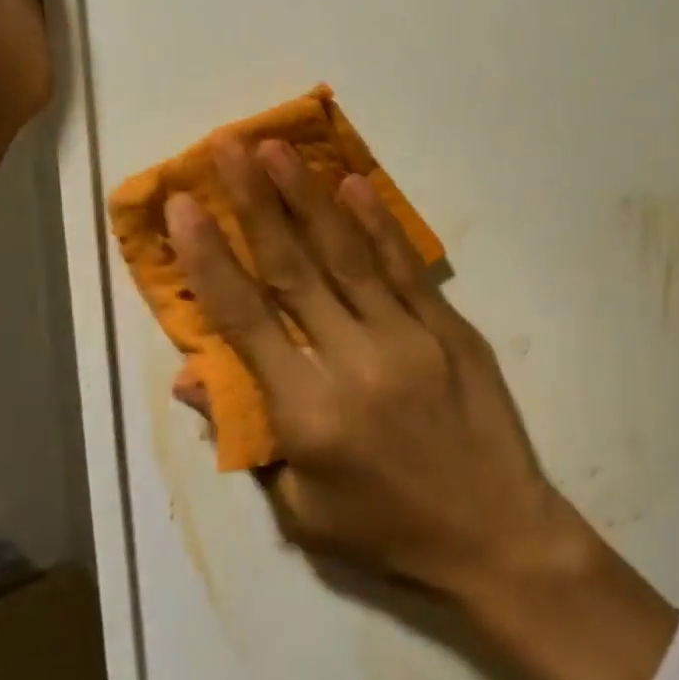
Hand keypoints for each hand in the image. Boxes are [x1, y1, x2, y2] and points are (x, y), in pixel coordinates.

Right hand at [170, 139, 678, 679]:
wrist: (495, 533)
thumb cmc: (389, 532)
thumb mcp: (302, 510)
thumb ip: (249, 436)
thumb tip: (193, 376)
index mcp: (308, 413)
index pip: (245, 319)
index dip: (209, 258)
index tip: (183, 206)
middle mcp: (354, 362)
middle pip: (295, 269)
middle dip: (256, 203)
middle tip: (228, 146)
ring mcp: (409, 338)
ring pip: (349, 255)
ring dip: (309, 197)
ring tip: (279, 148)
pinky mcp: (450, 329)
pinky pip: (405, 269)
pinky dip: (377, 224)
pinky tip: (354, 185)